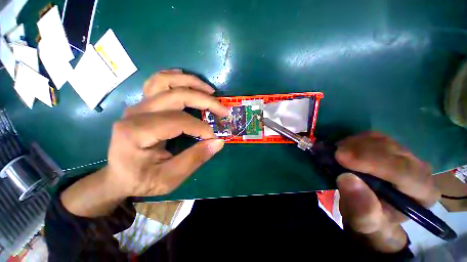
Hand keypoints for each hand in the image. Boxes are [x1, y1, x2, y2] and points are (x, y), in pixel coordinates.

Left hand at [61, 70, 228, 216]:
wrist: (119, 176)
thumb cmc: (142, 180)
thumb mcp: (170, 178)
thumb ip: (195, 159)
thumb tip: (219, 142)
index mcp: (137, 132)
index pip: (179, 121)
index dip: (201, 128)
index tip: (214, 137)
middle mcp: (135, 112)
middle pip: (176, 95)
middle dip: (205, 101)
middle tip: (223, 110)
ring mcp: (138, 105)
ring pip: (166, 81)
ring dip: (191, 82)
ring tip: (210, 91)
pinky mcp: (143, 104)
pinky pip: (158, 82)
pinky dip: (175, 77)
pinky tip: (188, 80)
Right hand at [335, 132, 439, 252]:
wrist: (371, 209)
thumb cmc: (370, 218)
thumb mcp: (363, 222)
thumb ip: (361, 207)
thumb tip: (347, 179)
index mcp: (422, 193)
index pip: (404, 171)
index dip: (372, 161)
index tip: (340, 157)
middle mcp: (419, 170)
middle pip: (392, 150)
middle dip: (359, 150)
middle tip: (333, 153)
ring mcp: (405, 155)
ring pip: (381, 139)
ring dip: (354, 144)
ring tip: (336, 153)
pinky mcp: (390, 147)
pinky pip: (372, 136)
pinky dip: (353, 140)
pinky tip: (343, 148)